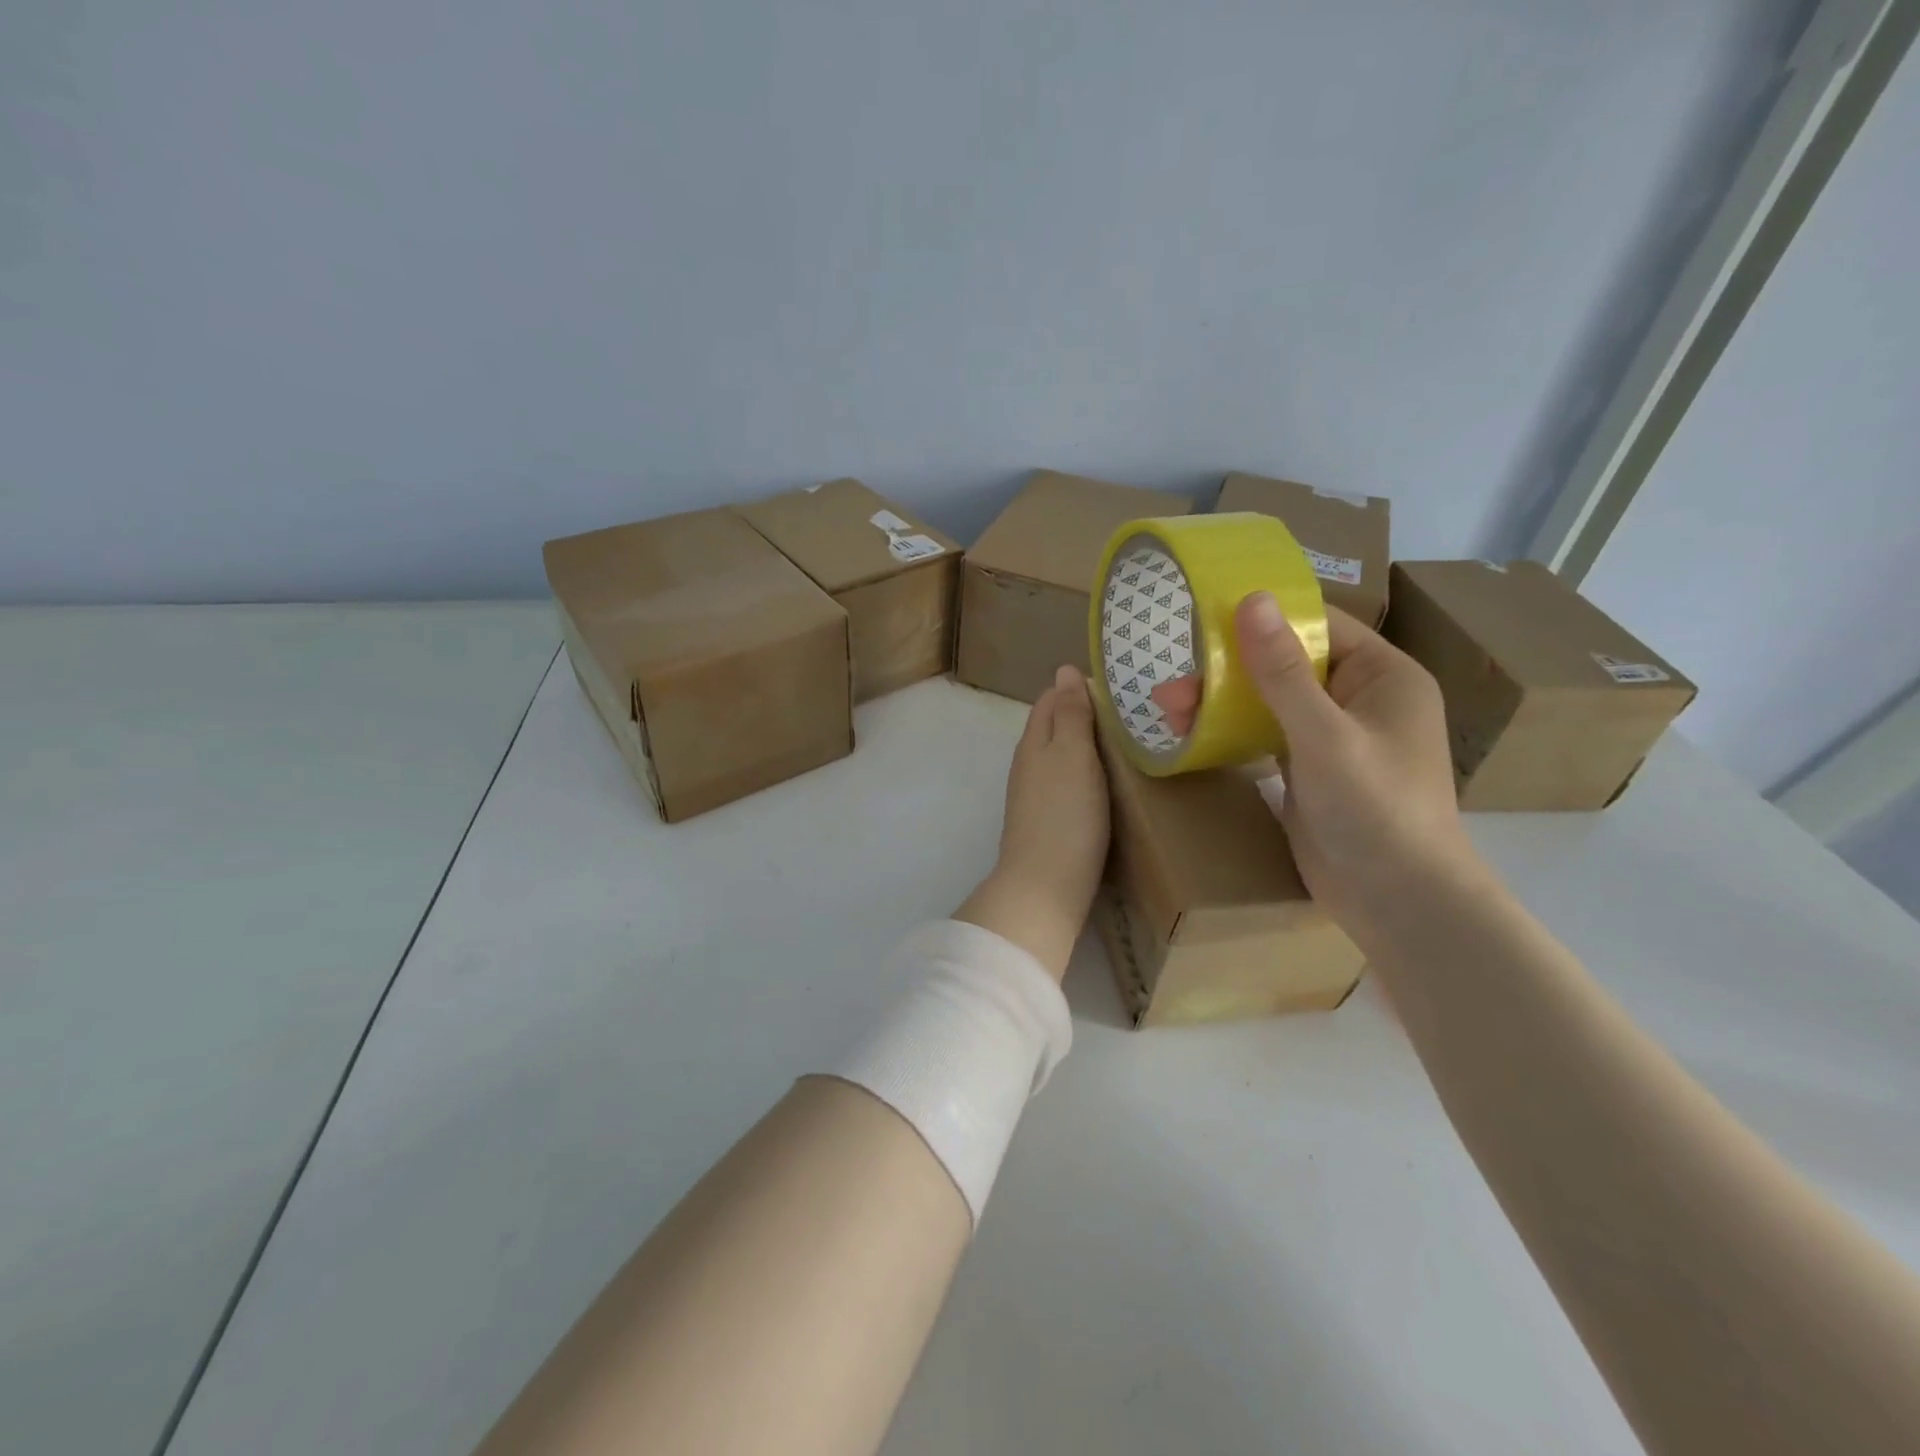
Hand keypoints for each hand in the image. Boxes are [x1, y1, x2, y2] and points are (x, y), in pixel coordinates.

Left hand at [956, 665, 1110, 978]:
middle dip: (1085, 715)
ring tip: (1126, 743)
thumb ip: (1070, 713)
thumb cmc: (1065, 814)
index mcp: (1034, 741)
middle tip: (1131, 714)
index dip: (1078, 688)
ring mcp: (1036, 795)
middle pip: (1055, 727)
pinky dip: (1087, 774)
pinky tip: (1108, 782)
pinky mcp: (1047, 820)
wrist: (1046, 885)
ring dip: (1087, 746)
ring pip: (1061, 756)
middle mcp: (1029, 763)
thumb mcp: (1072, 754)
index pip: (1051, 699)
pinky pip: (1067, 783)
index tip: (1117, 686)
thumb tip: (1064, 669)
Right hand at [1150, 596, 1475, 931]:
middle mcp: (1358, 698)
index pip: (1319, 626)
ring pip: (1269, 701)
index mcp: (1382, 676)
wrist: (1397, 902)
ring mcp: (1332, 736)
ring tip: (1169, 711)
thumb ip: (1283, 671)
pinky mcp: (1309, 770)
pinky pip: (1265, 734)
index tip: (1205, 618)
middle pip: (1286, 664)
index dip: (1265, 618)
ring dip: (1221, 702)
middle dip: (1227, 671)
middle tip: (1173, 684)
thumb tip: (1251, 600)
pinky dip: (1231, 731)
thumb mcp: (1324, 736)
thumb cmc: (1375, 809)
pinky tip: (1192, 733)